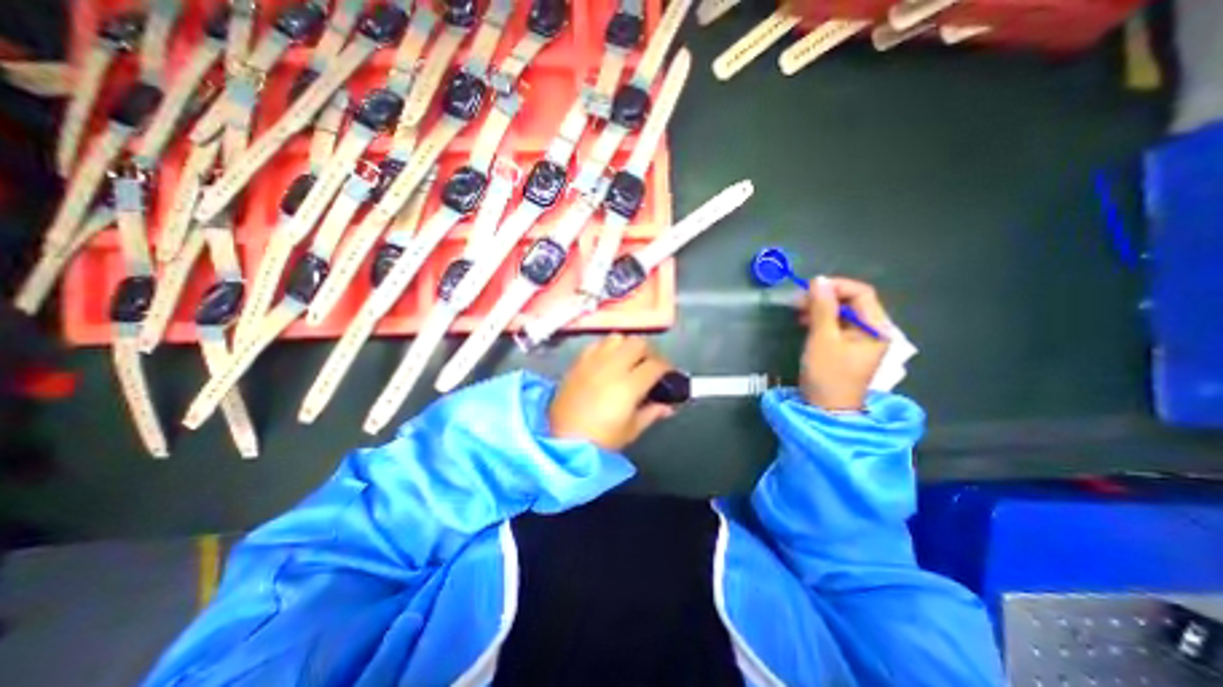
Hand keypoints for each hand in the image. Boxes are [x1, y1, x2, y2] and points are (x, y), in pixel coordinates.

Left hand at [554, 335, 676, 452]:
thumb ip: (652, 413)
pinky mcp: (578, 362)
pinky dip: (607, 348)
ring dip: (628, 347)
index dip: (667, 369)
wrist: (561, 441)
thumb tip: (667, 405)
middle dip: (649, 353)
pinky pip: (597, 344)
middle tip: (649, 367)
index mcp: (629, 385)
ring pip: (618, 338)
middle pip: (638, 343)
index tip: (668, 376)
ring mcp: (593, 362)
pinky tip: (607, 362)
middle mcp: (612, 367)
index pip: (656, 365)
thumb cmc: (600, 440)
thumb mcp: (632, 430)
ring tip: (628, 361)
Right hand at [800, 277, 894, 408]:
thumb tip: (818, 280)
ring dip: (820, 308)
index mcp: (876, 327)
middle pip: (852, 302)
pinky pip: (836, 325)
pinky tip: (805, 322)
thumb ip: (821, 308)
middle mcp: (873, 330)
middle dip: (824, 297)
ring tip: (798, 312)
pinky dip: (820, 320)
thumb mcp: (822, 339)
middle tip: (798, 301)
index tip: (809, 288)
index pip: (861, 293)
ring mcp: (860, 339)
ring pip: (841, 312)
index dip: (836, 286)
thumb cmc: (827, 374)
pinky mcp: (847, 347)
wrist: (826, 409)